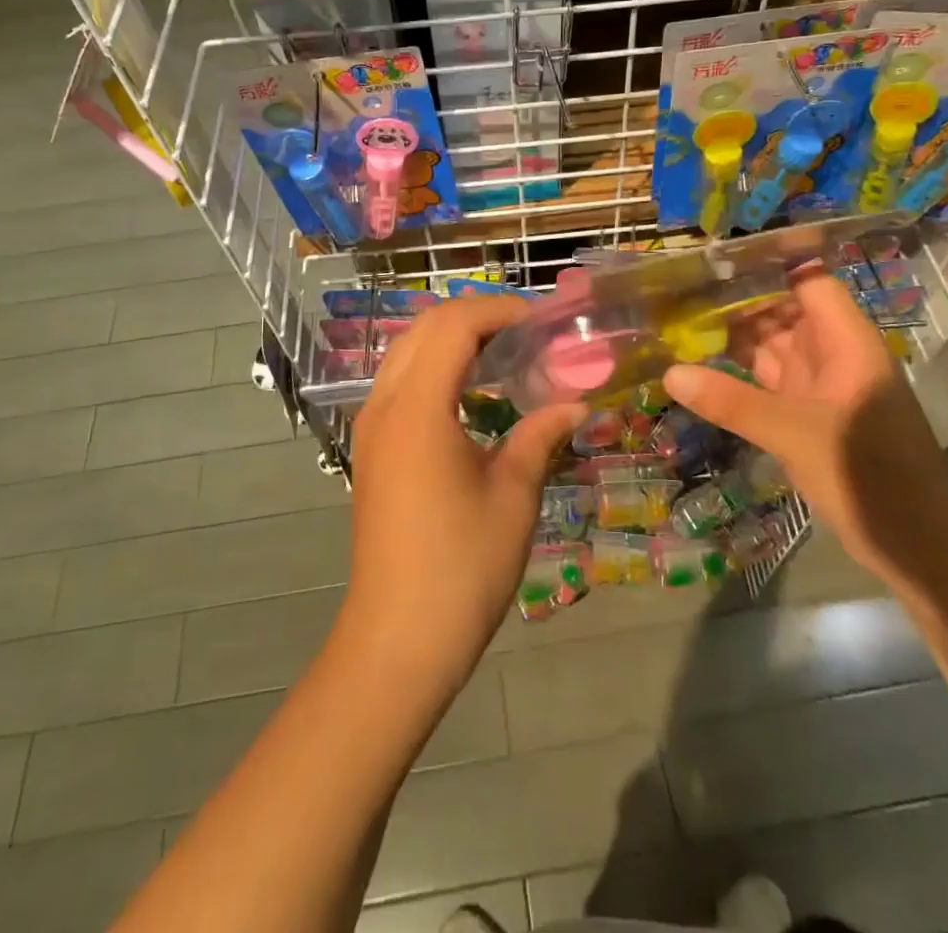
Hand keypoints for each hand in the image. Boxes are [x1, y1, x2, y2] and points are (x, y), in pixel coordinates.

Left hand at [335, 297, 582, 699]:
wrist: (398, 639)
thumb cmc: (462, 565)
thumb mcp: (513, 494)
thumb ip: (539, 434)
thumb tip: (575, 404)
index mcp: (418, 408)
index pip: (453, 325)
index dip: (498, 309)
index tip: (541, 319)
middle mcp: (385, 405)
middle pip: (424, 329)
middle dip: (475, 316)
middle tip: (526, 331)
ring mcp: (371, 428)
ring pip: (406, 353)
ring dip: (452, 340)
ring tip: (504, 353)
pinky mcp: (371, 450)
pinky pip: (401, 383)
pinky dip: (435, 368)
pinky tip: (472, 393)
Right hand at [663, 270, 947, 572]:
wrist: (920, 547)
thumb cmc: (870, 475)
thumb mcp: (794, 434)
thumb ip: (732, 402)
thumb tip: (670, 373)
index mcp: (845, 342)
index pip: (808, 281)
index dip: (768, 266)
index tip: (713, 259)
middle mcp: (833, 356)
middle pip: (783, 313)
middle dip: (736, 303)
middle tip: (676, 294)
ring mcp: (821, 388)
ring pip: (773, 349)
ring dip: (733, 340)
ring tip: (677, 325)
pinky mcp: (809, 418)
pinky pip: (768, 384)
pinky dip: (738, 377)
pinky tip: (700, 372)